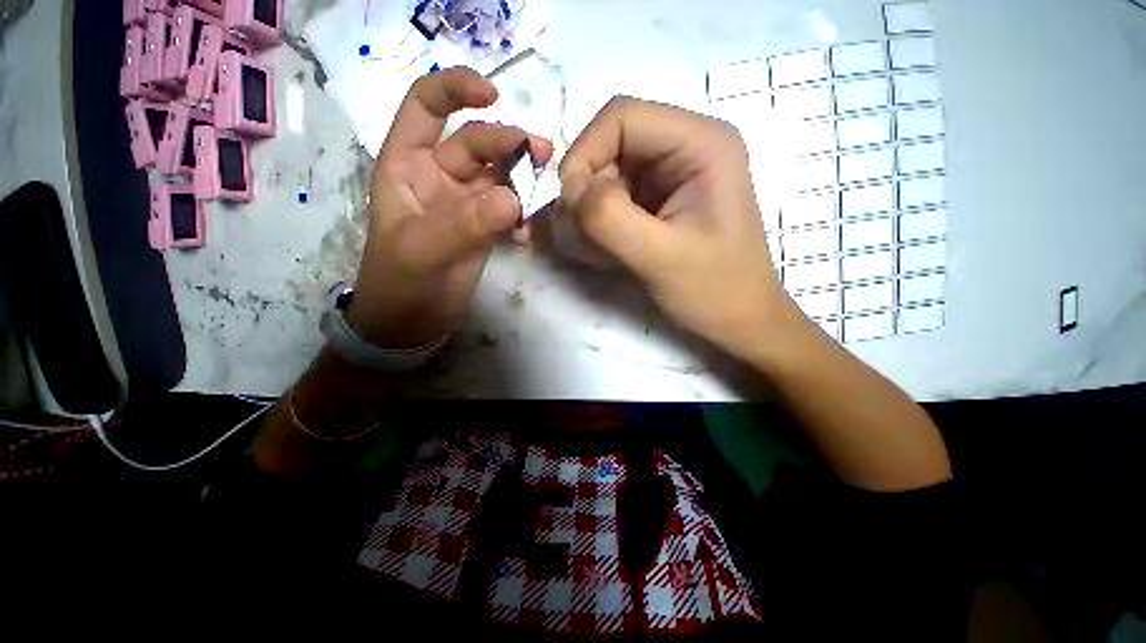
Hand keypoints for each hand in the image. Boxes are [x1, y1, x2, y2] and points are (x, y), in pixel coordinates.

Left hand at [347, 68, 552, 347]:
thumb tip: (513, 198)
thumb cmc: (400, 283)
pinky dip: (522, 216)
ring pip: (500, 176)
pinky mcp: (485, 228)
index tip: (495, 95)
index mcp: (407, 165)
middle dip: (509, 144)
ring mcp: (466, 203)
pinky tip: (525, 234)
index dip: (456, 90)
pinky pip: (510, 210)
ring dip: (523, 180)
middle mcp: (439, 176)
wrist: (412, 323)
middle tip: (542, 156)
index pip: (426, 106)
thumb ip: (464, 223)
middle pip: (477, 143)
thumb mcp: (422, 251)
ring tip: (543, 193)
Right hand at [559, 97, 794, 359]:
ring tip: (600, 254)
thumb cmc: (715, 290)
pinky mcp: (659, 200)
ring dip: (590, 214)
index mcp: (700, 143)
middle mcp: (685, 147)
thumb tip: (572, 190)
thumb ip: (610, 218)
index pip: (620, 117)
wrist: (739, 320)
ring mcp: (671, 175)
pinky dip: (600, 225)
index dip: (584, 155)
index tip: (572, 207)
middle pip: (608, 146)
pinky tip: (609, 254)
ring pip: (605, 175)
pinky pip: (612, 199)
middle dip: (586, 192)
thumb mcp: (661, 257)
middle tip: (584, 239)